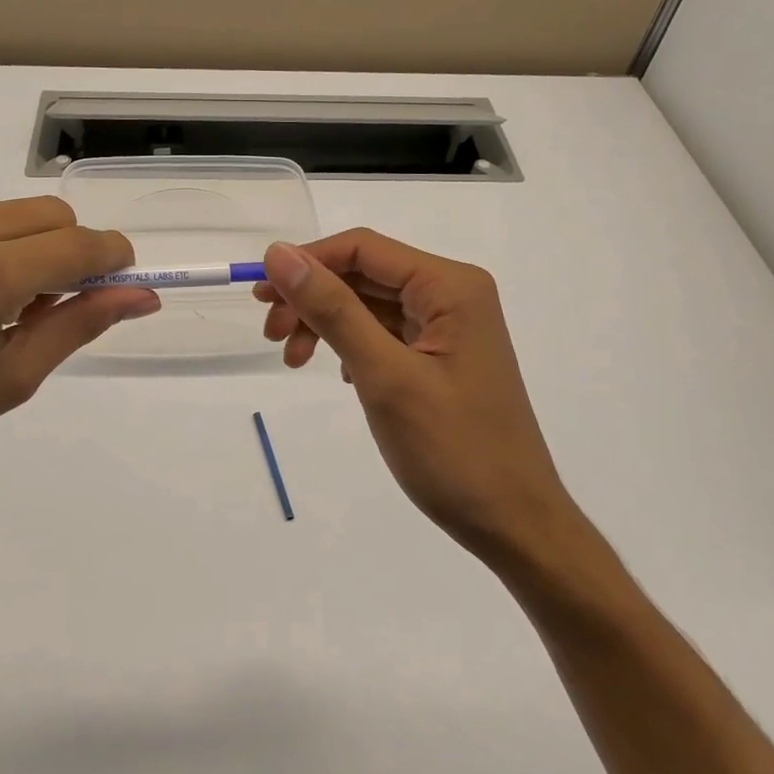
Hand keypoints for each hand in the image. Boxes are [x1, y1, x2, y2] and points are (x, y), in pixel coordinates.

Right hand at [257, 230, 571, 561]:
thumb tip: (278, 253)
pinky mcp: (440, 356)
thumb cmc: (453, 450)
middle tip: (270, 335)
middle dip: (312, 298)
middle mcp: (452, 294)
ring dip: (325, 323)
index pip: (363, 249)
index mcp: (450, 286)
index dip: (307, 262)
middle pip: (364, 274)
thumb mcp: (383, 375)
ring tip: (292, 360)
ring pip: (368, 304)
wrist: (513, 524)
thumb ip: (331, 309)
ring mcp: (448, 326)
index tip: (260, 295)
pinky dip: (349, 345)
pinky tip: (335, 372)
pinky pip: (383, 332)